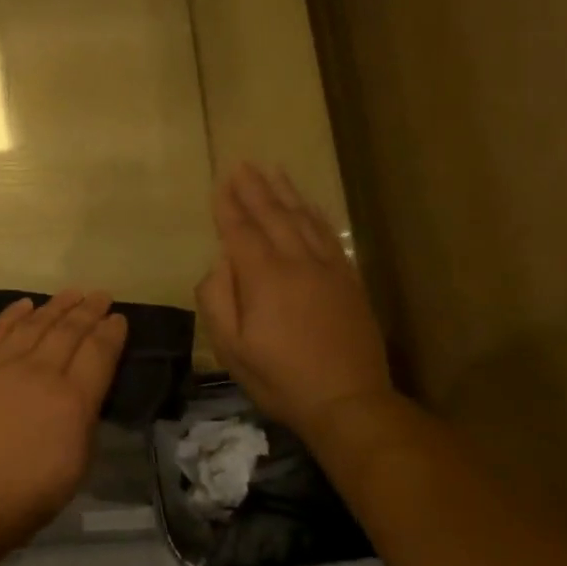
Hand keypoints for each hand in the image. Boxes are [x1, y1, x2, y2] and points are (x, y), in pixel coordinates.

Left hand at [0, 290, 127, 551]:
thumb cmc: (28, 494)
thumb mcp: (77, 463)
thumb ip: (84, 417)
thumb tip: (84, 389)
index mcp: (73, 399)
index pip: (99, 352)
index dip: (111, 332)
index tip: (118, 318)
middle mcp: (41, 371)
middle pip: (69, 330)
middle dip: (88, 310)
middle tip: (100, 295)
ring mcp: (2, 364)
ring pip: (35, 323)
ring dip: (56, 305)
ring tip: (72, 293)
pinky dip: (12, 313)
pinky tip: (25, 304)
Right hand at [196, 162, 391, 426]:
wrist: (349, 402)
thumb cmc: (280, 378)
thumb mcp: (232, 348)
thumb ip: (217, 300)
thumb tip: (218, 263)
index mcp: (265, 278)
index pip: (241, 231)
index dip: (228, 206)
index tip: (220, 182)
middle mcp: (297, 262)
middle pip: (273, 215)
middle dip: (254, 189)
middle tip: (242, 164)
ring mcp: (328, 269)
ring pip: (303, 219)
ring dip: (285, 192)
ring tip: (272, 170)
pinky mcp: (349, 279)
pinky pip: (329, 235)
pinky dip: (315, 214)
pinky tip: (307, 204)